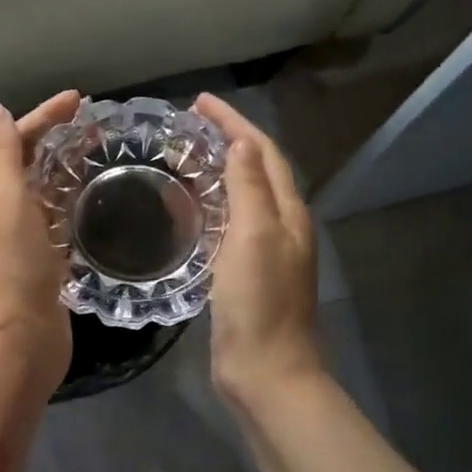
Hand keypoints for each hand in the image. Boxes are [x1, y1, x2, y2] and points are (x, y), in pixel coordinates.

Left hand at [0, 90, 79, 390]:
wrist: (16, 341)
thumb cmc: (8, 264)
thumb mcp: (3, 198)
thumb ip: (3, 153)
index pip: (8, 141)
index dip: (41, 117)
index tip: (79, 99)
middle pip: (22, 165)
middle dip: (53, 141)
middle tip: (94, 126)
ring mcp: (13, 242)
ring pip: (39, 195)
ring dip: (63, 172)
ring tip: (99, 154)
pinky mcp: (36, 265)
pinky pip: (52, 223)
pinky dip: (68, 206)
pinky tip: (91, 200)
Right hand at [192, 93, 324, 407]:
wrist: (265, 369)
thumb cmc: (259, 302)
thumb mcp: (254, 236)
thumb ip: (250, 187)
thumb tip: (242, 142)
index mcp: (287, 212)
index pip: (263, 151)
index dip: (234, 123)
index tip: (200, 102)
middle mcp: (281, 225)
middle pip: (257, 169)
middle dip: (227, 140)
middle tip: (188, 126)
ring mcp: (265, 251)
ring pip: (243, 196)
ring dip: (219, 171)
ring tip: (184, 157)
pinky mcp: (245, 273)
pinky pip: (230, 225)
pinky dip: (211, 206)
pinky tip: (188, 210)